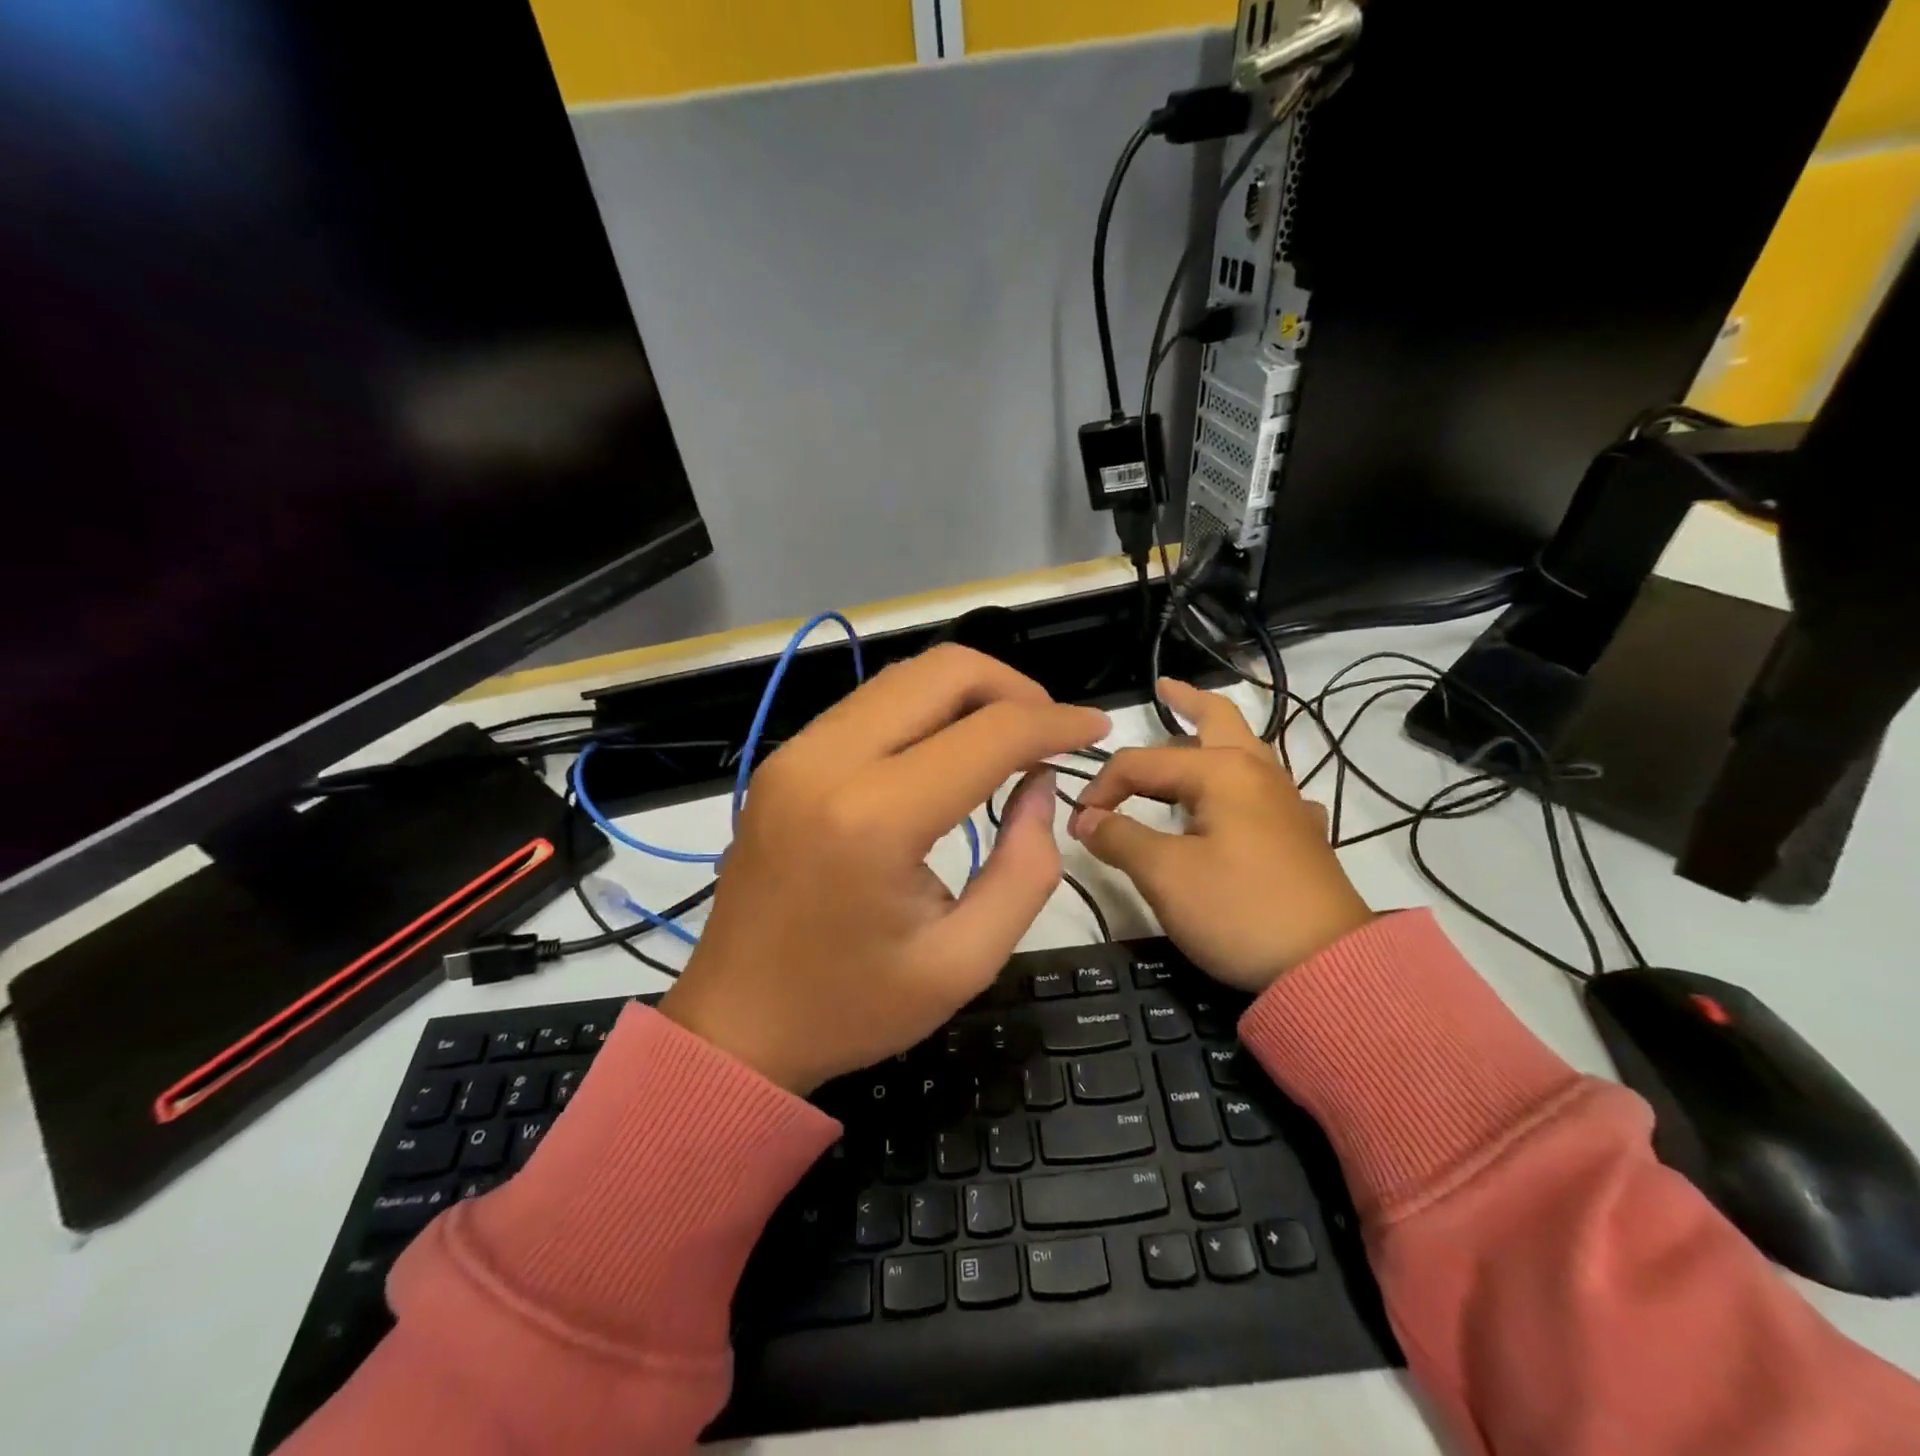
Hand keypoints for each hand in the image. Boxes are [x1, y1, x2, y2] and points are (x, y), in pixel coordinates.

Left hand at [660, 645, 1109, 1093]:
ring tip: (1010, 736)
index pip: (989, 733)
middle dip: (1013, 687)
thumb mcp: (964, 960)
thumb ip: (1025, 867)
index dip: (1057, 722)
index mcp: (875, 819)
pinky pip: (870, 704)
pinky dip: (925, 709)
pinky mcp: (784, 761)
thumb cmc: (852, 1007)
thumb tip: (1039, 784)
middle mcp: (828, 762)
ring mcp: (796, 754)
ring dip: (969, 692)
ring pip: (903, 677)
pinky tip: (950, 748)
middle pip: (941, 671)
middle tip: (1051, 731)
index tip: (1097, 729)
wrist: (734, 1027)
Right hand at [1068, 678, 1372, 993]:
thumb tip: (1085, 817)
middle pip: (1220, 719)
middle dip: (1188, 701)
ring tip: (1187, 736)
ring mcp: (1285, 803)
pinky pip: (1264, 790)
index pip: (1142, 763)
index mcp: (1221, 772)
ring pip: (1245, 751)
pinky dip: (1241, 780)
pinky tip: (1235, 804)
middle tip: (1163, 689)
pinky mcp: (1300, 835)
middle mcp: (1257, 773)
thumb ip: (1119, 837)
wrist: (1327, 968)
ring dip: (1214, 736)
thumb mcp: (1164, 874)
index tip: (1079, 824)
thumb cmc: (1238, 910)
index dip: (1102, 787)